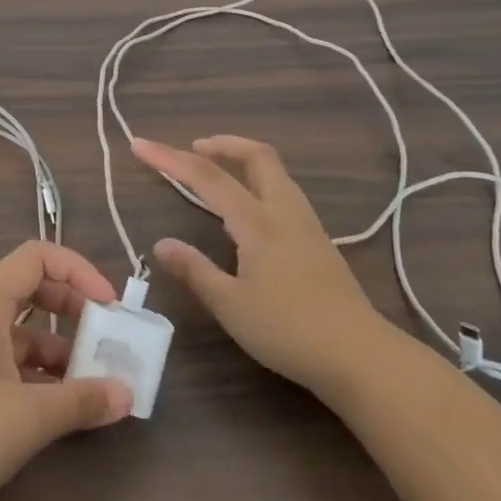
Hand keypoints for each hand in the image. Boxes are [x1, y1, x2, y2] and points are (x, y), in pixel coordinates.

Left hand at [0, 242, 133, 500]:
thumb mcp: (28, 417)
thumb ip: (80, 402)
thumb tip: (126, 395)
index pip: (37, 257)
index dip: (77, 270)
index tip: (108, 305)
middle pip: (32, 290)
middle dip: (73, 309)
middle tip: (106, 339)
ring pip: (22, 333)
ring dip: (59, 351)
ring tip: (93, 385)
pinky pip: (9, 362)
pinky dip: (38, 376)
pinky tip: (59, 409)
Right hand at [134, 136, 398, 401]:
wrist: (361, 357)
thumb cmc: (290, 330)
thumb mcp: (232, 306)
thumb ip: (195, 271)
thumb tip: (162, 244)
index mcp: (257, 221)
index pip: (207, 176)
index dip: (170, 158)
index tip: (140, 145)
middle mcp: (283, 210)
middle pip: (256, 155)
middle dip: (221, 144)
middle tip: (192, 149)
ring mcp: (306, 224)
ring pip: (274, 171)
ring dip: (243, 160)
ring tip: (217, 172)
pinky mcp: (319, 241)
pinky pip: (283, 192)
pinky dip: (258, 182)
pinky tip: (249, 211)